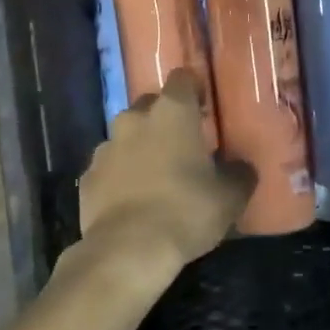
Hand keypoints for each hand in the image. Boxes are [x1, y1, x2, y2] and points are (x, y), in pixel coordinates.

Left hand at [68, 70, 252, 289]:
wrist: (128, 249)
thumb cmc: (186, 211)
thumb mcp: (230, 197)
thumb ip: (239, 174)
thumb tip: (241, 167)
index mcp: (172, 112)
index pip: (183, 79)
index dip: (194, 90)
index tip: (204, 109)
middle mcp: (135, 119)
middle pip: (151, 105)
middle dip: (164, 120)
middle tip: (182, 146)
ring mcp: (106, 146)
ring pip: (126, 136)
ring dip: (140, 148)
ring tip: (155, 176)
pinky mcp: (88, 175)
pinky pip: (109, 166)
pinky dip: (120, 175)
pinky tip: (131, 200)